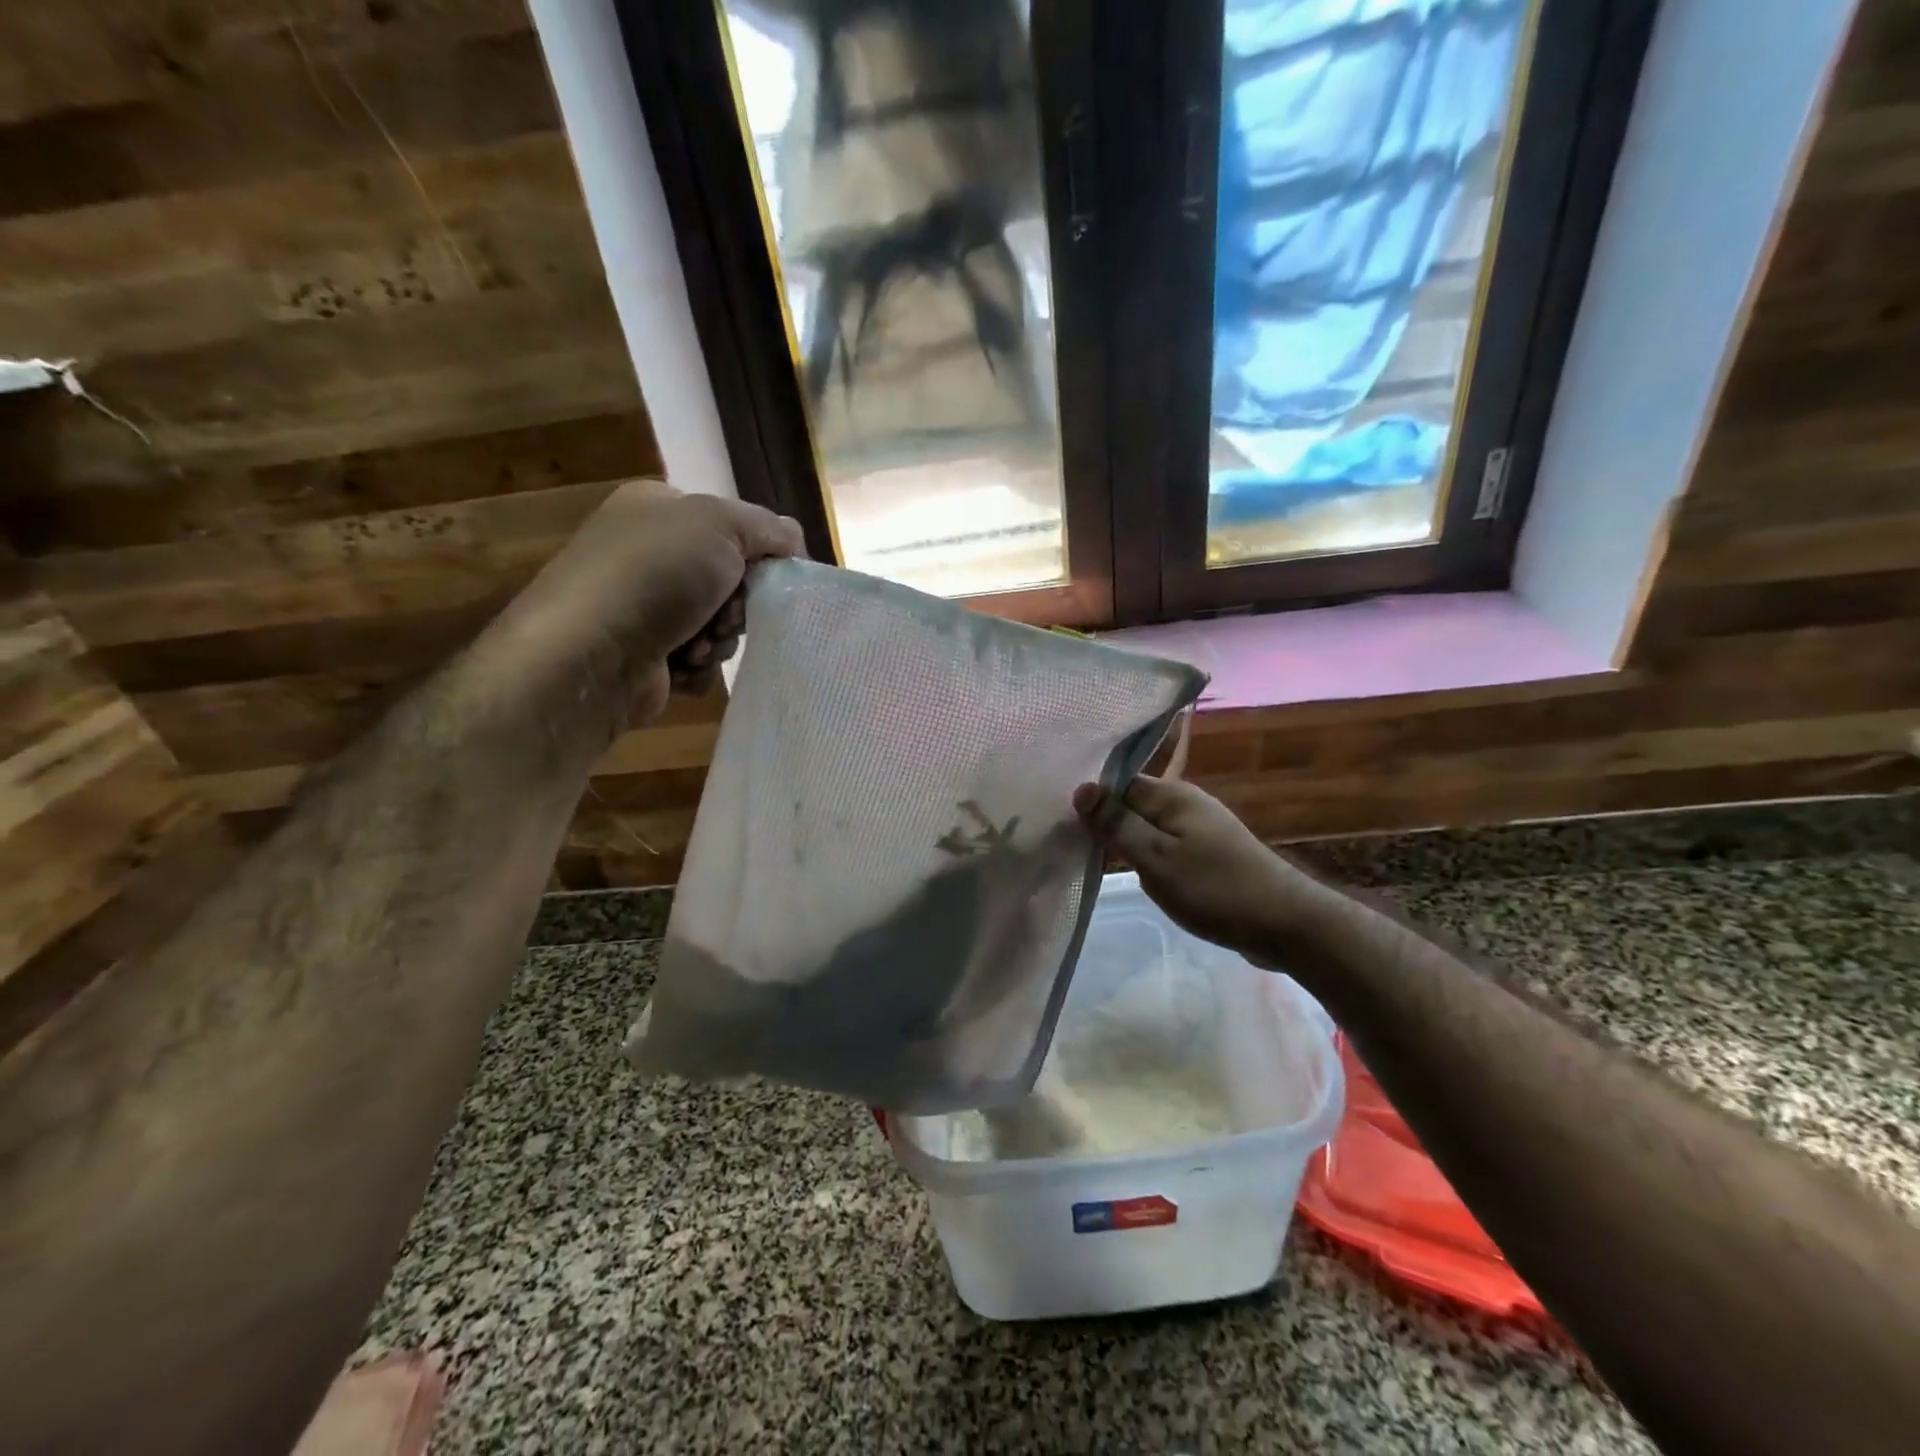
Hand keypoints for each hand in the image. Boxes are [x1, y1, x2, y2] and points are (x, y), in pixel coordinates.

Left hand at [481, 480, 803, 739]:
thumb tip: (793, 540)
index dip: (758, 555)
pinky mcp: (646, 657)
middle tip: (723, 616)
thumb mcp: (720, 524)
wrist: (590, 654)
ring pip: (719, 627)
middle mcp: (649, 555)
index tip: (767, 578)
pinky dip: (698, 667)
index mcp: (660, 510)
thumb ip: (767, 527)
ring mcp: (645, 608)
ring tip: (694, 646)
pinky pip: (699, 662)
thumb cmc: (655, 575)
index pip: (733, 528)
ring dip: (718, 641)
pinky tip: (679, 666)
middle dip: (736, 606)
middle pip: (731, 582)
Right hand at [1072, 776, 1329, 964]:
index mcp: (1173, 795)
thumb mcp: (1156, 858)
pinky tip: (1135, 874)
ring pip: (1148, 827)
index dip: (1090, 798)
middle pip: (1132, 803)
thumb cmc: (1215, 888)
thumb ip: (1117, 824)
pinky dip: (1148, 857)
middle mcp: (1187, 804)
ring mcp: (1201, 829)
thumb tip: (1081, 788)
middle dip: (1106, 821)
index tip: (1060, 819)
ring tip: (1093, 858)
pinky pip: (1166, 846)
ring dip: (1126, 841)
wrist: (1286, 924)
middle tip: (1070, 842)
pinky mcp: (1209, 855)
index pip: (1118, 782)